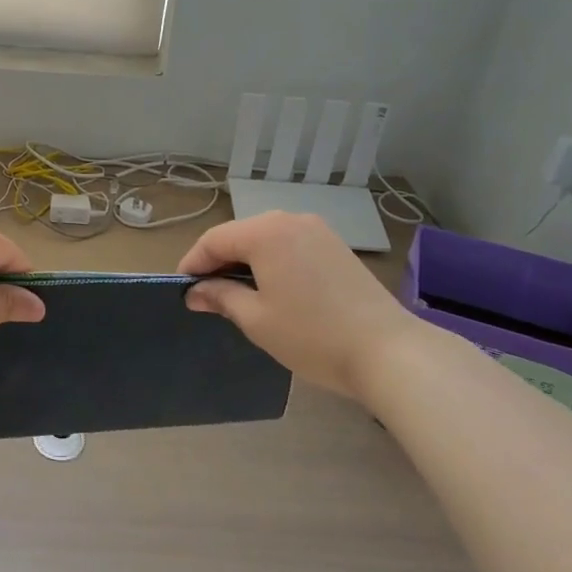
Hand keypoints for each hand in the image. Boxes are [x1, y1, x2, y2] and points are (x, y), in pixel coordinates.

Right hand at [179, 211, 423, 401]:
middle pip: (240, 235)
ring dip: (247, 261)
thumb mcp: (256, 319)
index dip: (193, 264)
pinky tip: (273, 289)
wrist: (389, 351)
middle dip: (219, 261)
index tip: (182, 289)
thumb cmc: (312, 336)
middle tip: (206, 295)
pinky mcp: (336, 246)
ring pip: (266, 239)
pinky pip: (290, 245)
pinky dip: (273, 261)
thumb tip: (196, 291)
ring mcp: (317, 230)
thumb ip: (221, 297)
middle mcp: (289, 220)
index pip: (214, 240)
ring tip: (238, 294)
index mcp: (265, 232)